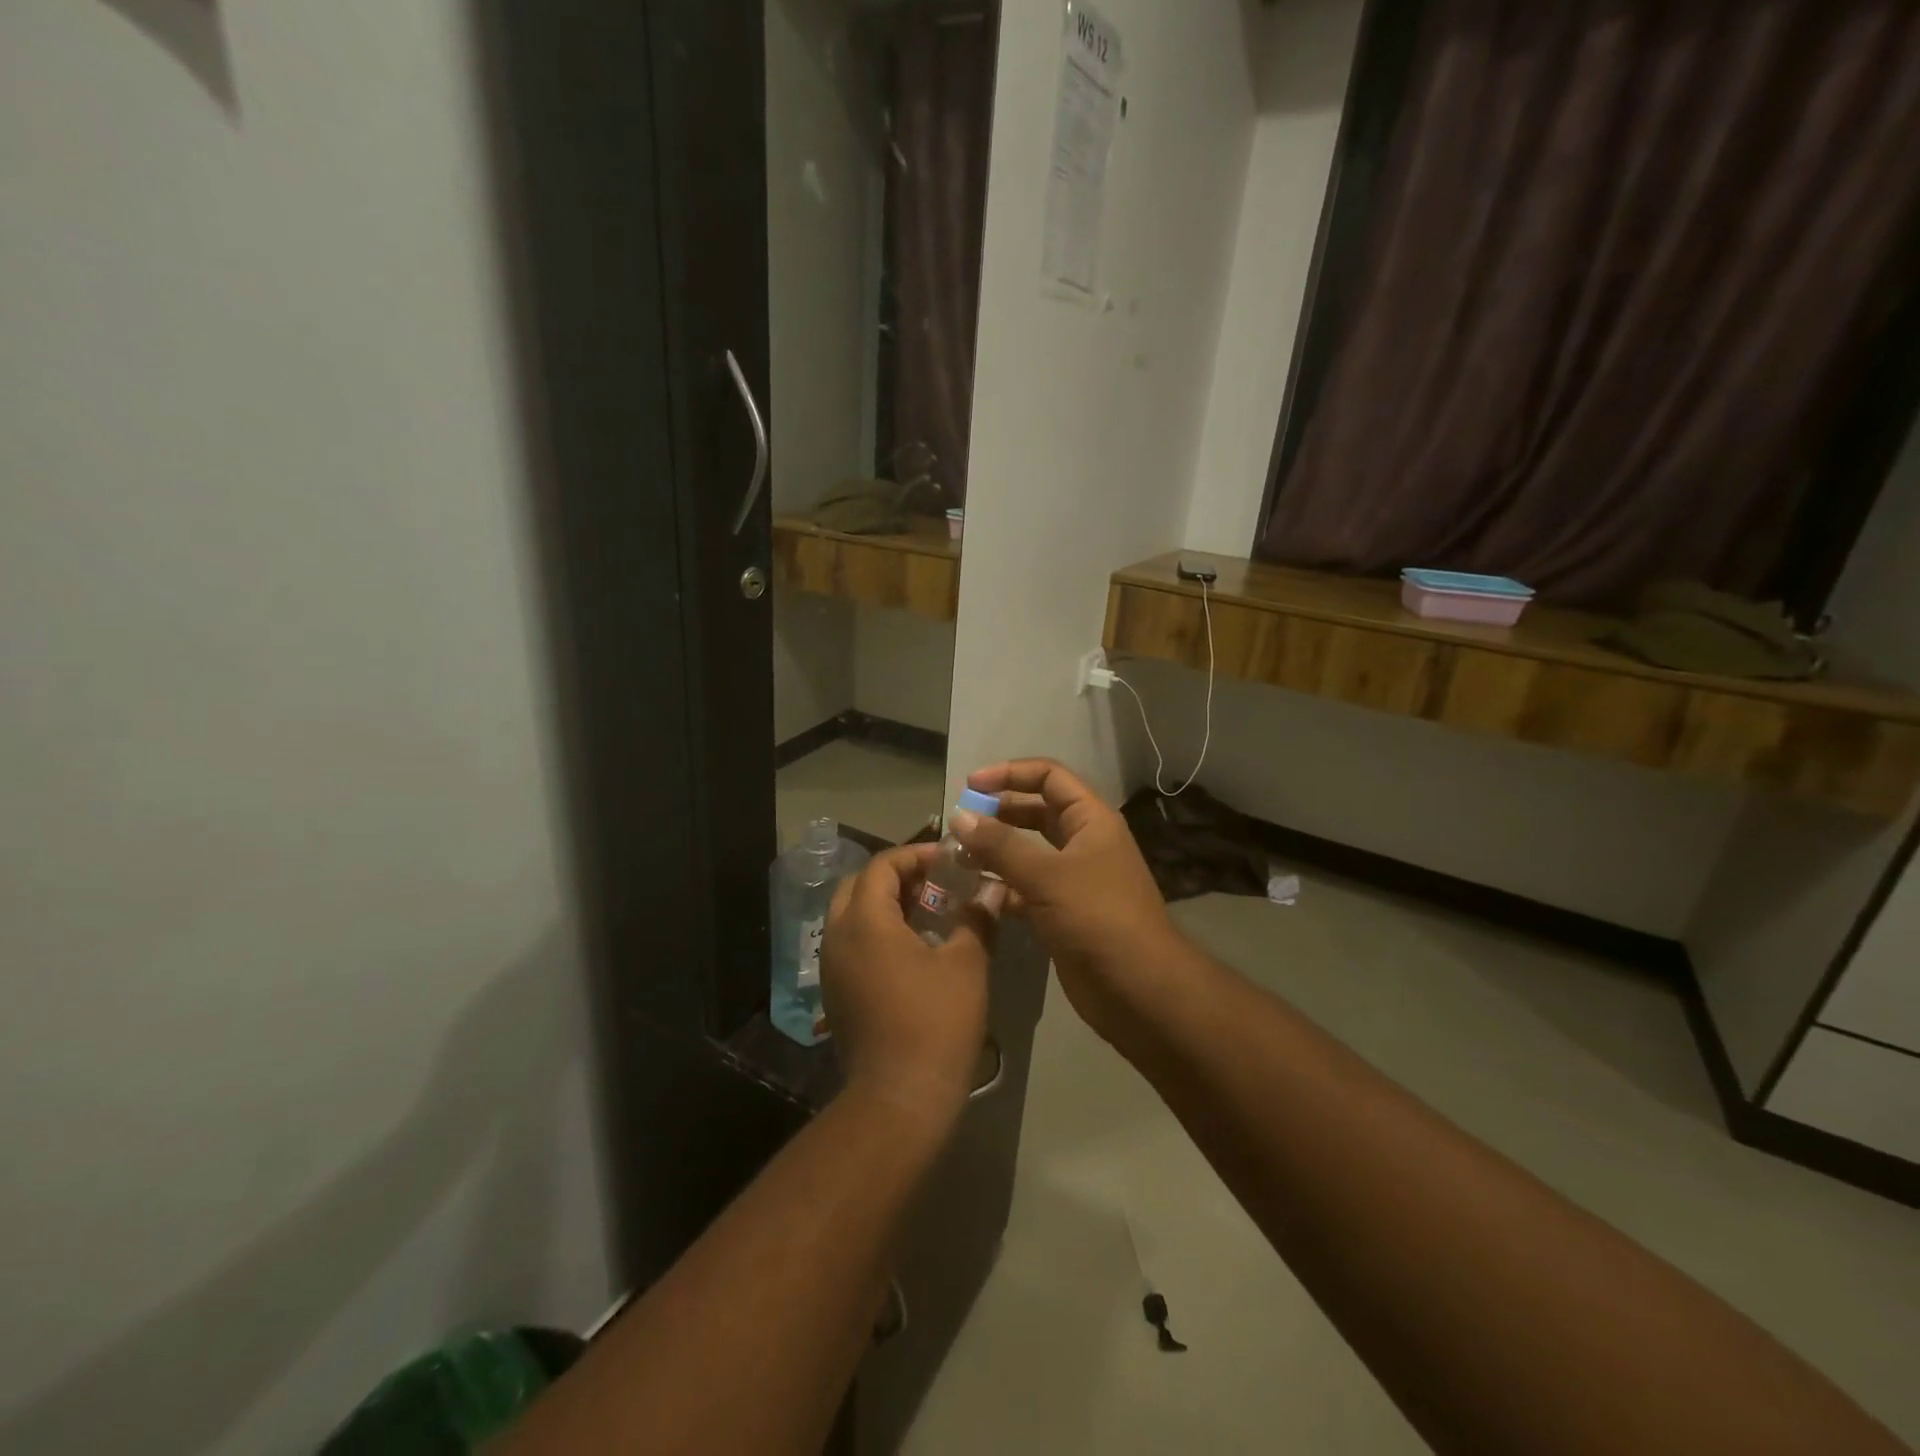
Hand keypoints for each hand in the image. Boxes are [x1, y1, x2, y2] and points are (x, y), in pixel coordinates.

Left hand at [821, 844, 994, 1124]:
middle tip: (935, 883)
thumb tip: (992, 889)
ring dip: (884, 904)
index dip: (915, 855)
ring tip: (927, 912)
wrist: (900, 1098)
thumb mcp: (966, 964)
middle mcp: (838, 936)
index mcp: (865, 921)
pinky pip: (851, 943)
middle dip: (896, 876)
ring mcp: (832, 967)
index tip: (948, 861)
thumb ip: (977, 918)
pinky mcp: (836, 992)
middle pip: (859, 885)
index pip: (882, 865)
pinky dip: (876, 932)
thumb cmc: (936, 1022)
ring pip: (851, 915)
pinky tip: (911, 949)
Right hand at [952, 760, 1181, 1041]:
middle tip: (959, 823)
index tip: (971, 785)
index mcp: (1091, 820)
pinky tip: (971, 891)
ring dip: (994, 850)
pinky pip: (1024, 887)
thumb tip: (959, 817)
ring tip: (956, 855)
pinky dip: (999, 886)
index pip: (1049, 776)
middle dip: (998, 812)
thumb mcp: (1048, 875)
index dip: (1010, 773)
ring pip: (1027, 852)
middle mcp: (1082, 842)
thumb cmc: (1098, 918)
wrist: (1138, 989)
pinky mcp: (1061, 912)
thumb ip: (1001, 845)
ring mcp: (1072, 879)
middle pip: (1036, 811)